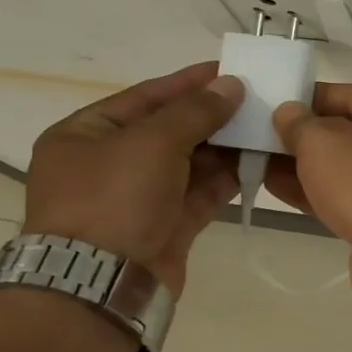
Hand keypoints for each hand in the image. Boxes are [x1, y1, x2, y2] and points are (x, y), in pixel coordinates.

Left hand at [23, 62, 243, 295]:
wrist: (102, 282)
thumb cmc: (114, 198)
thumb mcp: (153, 142)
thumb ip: (196, 111)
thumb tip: (231, 85)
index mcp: (86, 135)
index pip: (145, 97)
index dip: (188, 83)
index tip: (229, 70)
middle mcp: (110, 163)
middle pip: (170, 130)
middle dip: (213, 116)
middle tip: (257, 100)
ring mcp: (139, 197)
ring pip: (190, 162)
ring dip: (226, 147)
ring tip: (266, 128)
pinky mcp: (166, 225)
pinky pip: (201, 192)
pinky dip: (227, 177)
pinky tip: (259, 161)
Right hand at [267, 83, 351, 294]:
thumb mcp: (324, 140)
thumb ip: (299, 123)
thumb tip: (288, 112)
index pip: (349, 95)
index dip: (308, 97)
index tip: (271, 103)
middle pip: (345, 132)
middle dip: (302, 134)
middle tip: (256, 134)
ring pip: (341, 168)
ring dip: (301, 164)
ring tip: (255, 158)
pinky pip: (341, 197)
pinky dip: (310, 191)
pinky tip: (272, 185)